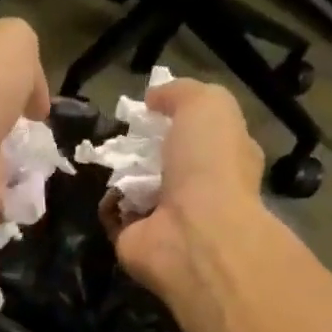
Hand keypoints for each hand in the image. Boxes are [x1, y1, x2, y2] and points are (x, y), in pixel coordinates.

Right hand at [114, 78, 265, 296]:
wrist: (191, 235)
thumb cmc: (209, 165)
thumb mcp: (207, 105)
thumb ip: (180, 93)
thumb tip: (153, 99)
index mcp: (227, 158)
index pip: (206, 134)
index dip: (181, 118)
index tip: (152, 108)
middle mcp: (201, 190)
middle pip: (167, 162)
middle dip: (143, 148)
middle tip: (122, 134)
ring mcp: (169, 218)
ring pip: (138, 188)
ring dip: (120, 174)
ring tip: (105, 157)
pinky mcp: (137, 239)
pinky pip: (116, 214)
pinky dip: (107, 202)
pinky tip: (104, 188)